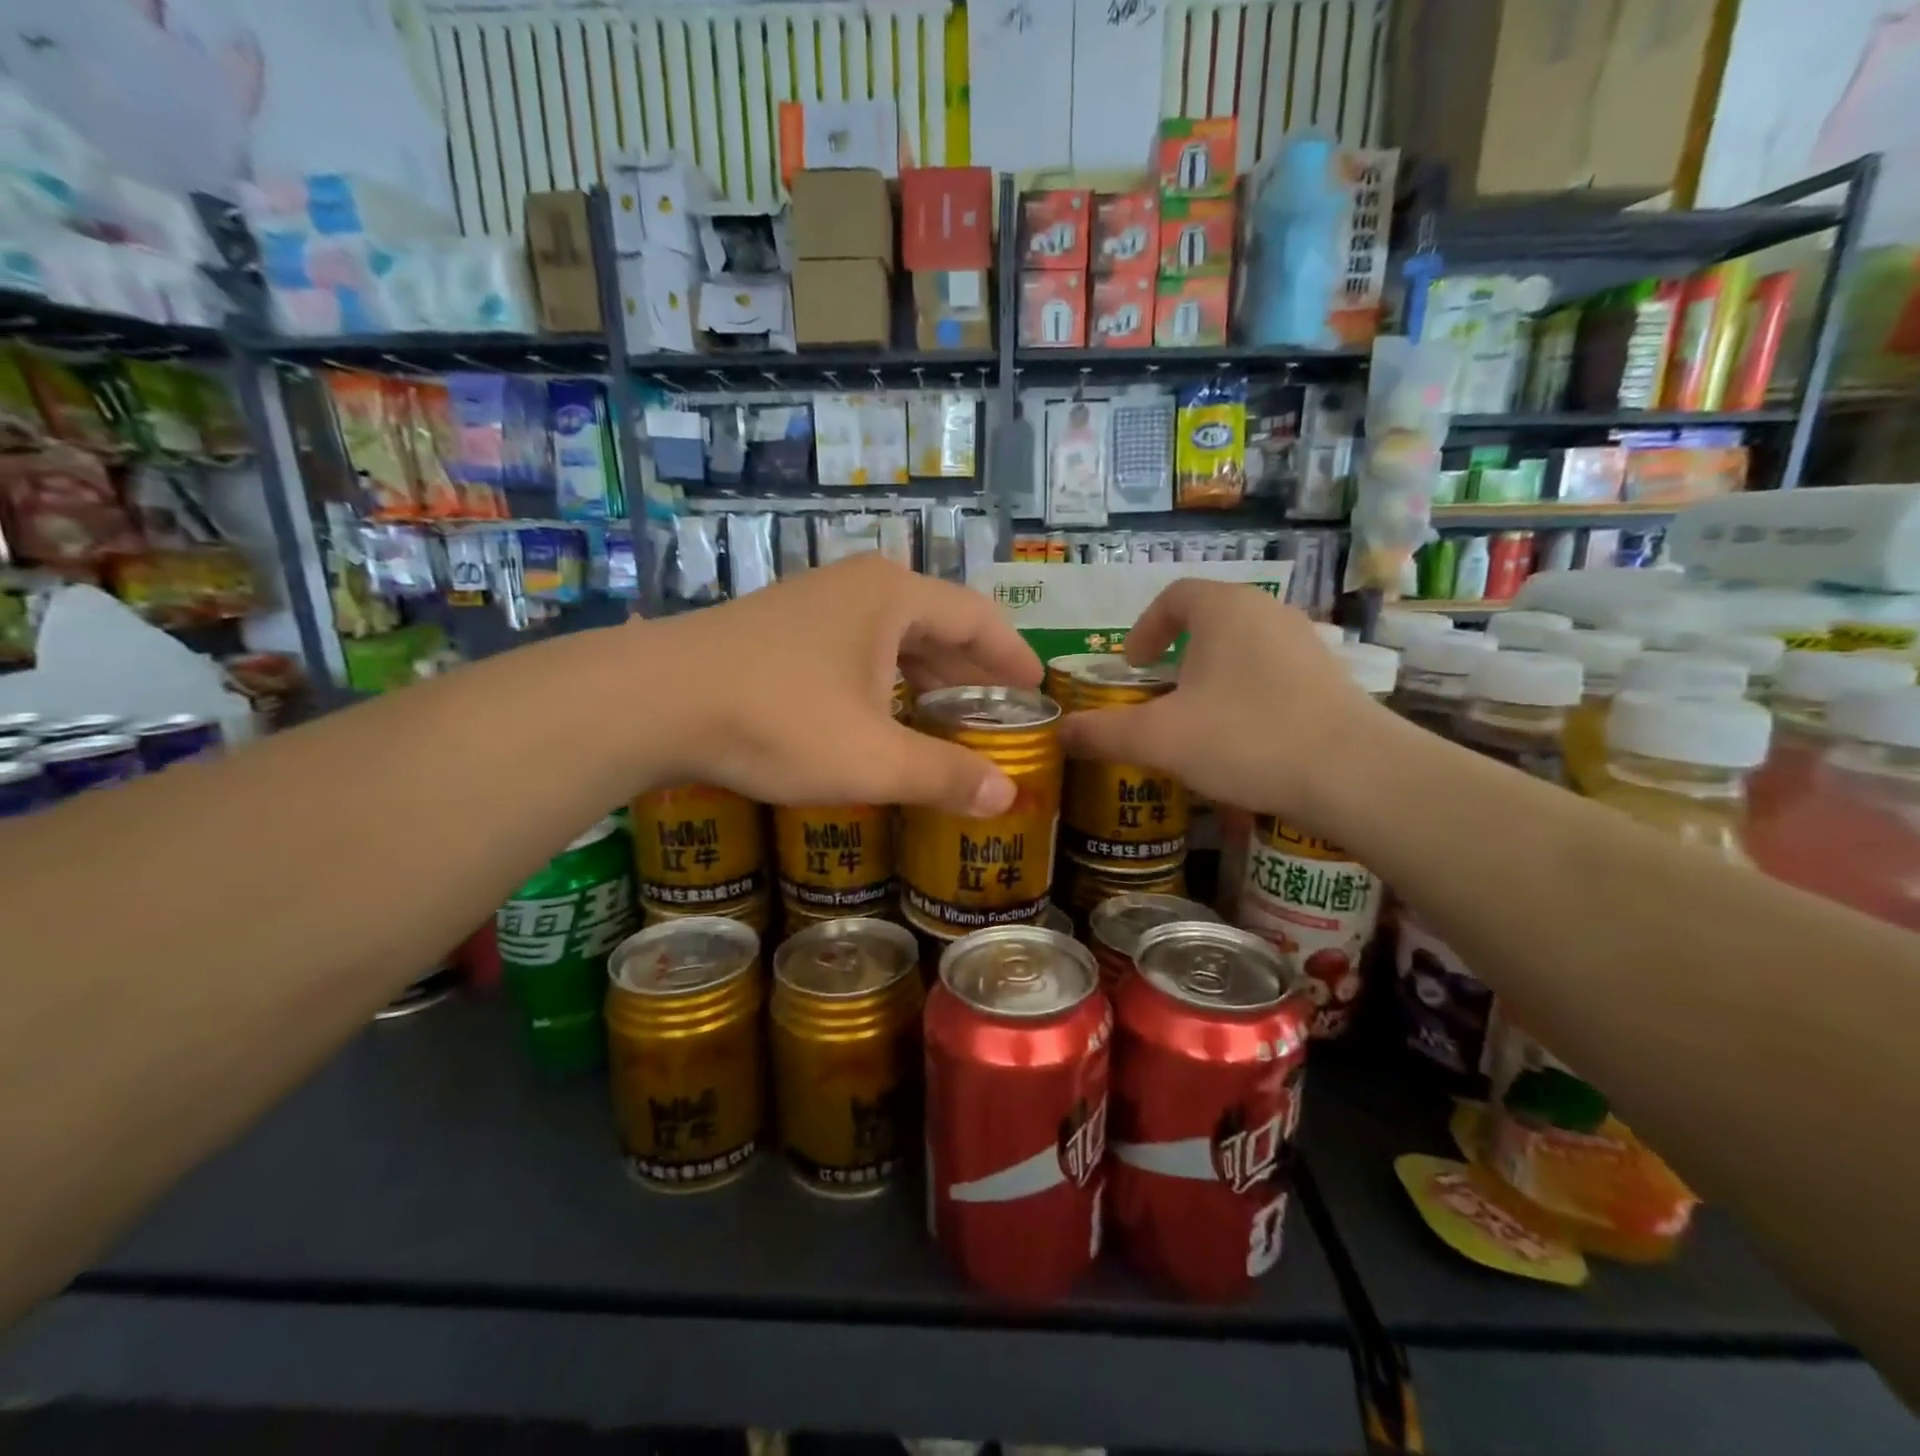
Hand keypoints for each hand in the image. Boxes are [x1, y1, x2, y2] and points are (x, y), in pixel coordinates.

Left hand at [644, 555, 1040, 814]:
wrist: (652, 700)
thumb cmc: (777, 721)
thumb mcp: (871, 758)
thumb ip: (944, 776)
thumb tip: (1007, 799)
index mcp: (894, 598)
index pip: (978, 618)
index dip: (1013, 656)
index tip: (1038, 689)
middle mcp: (859, 586)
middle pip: (937, 624)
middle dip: (972, 670)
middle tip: (1000, 713)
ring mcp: (814, 601)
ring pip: (893, 636)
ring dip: (927, 676)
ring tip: (951, 718)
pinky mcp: (781, 626)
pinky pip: (856, 647)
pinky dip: (885, 678)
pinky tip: (884, 714)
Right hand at [1059, 581, 1386, 823]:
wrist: (1354, 774)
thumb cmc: (1245, 738)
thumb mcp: (1159, 739)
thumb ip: (1103, 732)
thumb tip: (1061, 733)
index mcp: (1224, 609)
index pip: (1175, 596)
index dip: (1145, 628)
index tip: (1132, 666)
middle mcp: (1268, 612)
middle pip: (1210, 620)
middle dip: (1177, 653)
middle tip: (1158, 693)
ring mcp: (1306, 643)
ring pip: (1243, 648)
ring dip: (1212, 675)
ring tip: (1197, 718)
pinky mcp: (1330, 678)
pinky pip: (1273, 673)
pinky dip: (1246, 694)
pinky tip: (1243, 738)